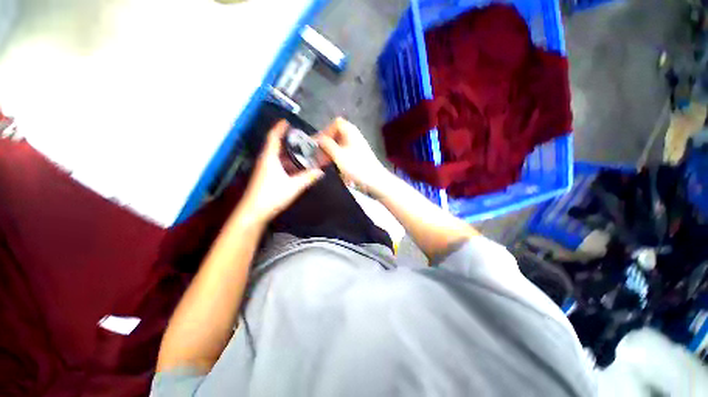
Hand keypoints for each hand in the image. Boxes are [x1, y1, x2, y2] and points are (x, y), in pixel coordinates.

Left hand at [238, 120, 323, 223]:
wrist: (254, 212)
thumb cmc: (271, 196)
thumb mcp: (293, 186)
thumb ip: (307, 178)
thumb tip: (320, 172)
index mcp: (269, 159)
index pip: (273, 138)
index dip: (279, 128)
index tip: (287, 121)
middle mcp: (265, 161)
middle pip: (275, 146)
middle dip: (286, 141)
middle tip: (300, 139)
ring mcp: (264, 170)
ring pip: (276, 157)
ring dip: (287, 153)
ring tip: (301, 152)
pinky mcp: (265, 177)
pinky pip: (277, 165)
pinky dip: (286, 163)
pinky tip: (295, 168)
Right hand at [316, 118, 390, 195]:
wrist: (375, 180)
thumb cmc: (356, 167)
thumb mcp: (338, 155)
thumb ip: (326, 145)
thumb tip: (318, 139)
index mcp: (350, 131)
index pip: (336, 123)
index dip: (325, 131)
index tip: (318, 144)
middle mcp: (354, 136)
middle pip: (337, 134)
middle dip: (326, 144)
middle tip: (319, 156)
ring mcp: (357, 146)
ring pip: (339, 145)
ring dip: (330, 152)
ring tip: (324, 163)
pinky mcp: (358, 156)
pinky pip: (344, 152)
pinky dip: (337, 157)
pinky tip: (334, 166)